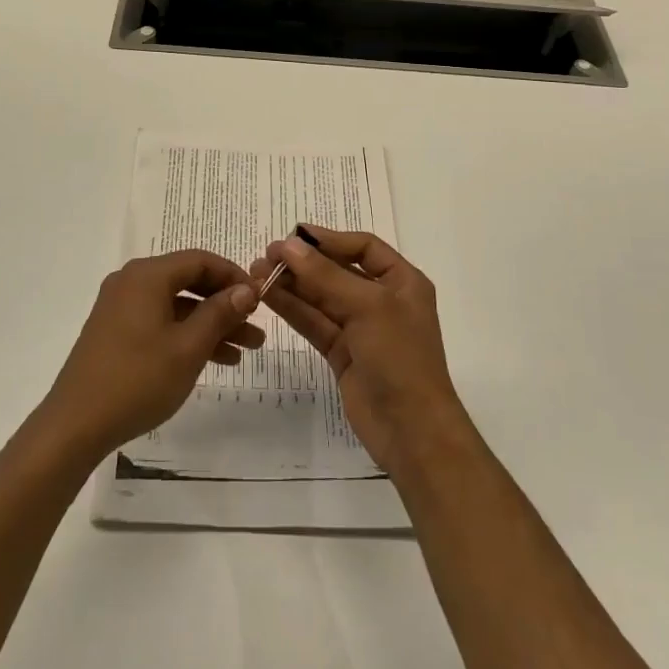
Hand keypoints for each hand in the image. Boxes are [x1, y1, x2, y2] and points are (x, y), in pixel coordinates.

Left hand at [40, 250, 264, 463]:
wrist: (75, 424)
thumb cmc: (137, 380)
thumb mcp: (188, 347)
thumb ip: (219, 313)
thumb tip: (245, 289)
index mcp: (147, 275)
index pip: (200, 260)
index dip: (234, 276)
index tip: (260, 300)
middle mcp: (132, 281)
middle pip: (189, 281)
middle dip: (225, 305)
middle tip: (256, 328)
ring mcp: (120, 306)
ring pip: (176, 305)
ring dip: (210, 324)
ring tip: (245, 351)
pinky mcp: (115, 330)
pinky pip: (160, 321)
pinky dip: (186, 334)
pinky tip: (213, 359)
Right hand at [252, 228, 467, 477]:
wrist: (412, 431)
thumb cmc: (400, 358)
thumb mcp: (367, 307)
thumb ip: (325, 275)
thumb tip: (289, 245)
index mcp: (403, 282)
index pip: (363, 247)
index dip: (329, 239)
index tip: (293, 236)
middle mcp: (383, 300)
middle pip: (337, 271)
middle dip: (303, 263)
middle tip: (266, 256)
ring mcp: (361, 329)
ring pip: (321, 298)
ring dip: (291, 284)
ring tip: (256, 273)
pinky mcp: (342, 354)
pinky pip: (314, 323)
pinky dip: (292, 309)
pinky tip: (268, 296)